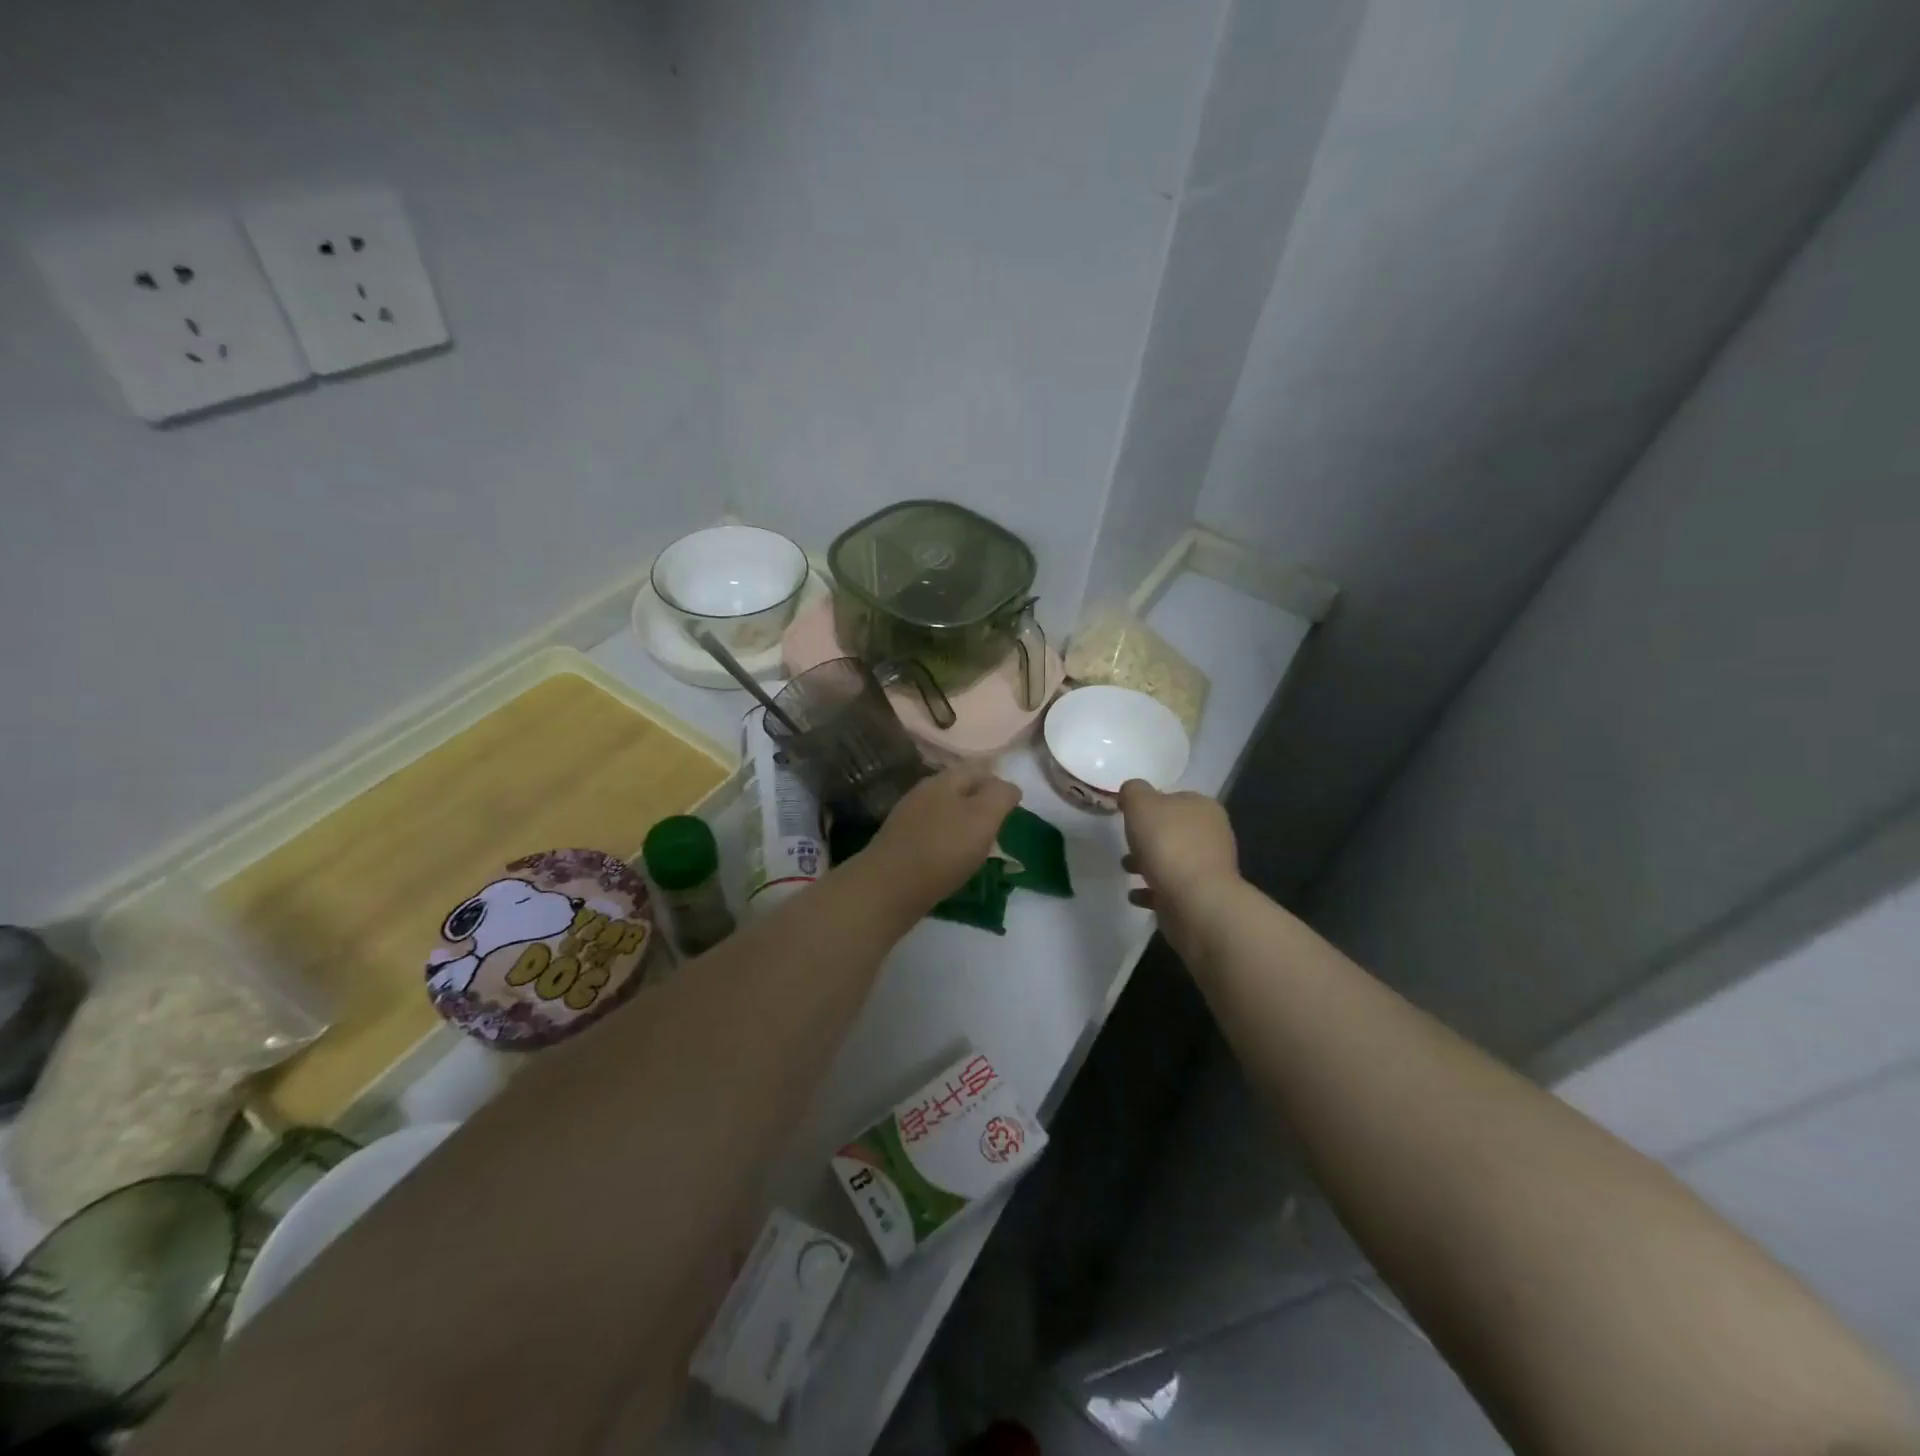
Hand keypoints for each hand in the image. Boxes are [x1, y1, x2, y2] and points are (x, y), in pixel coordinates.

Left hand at [870, 762, 1021, 912]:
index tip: (1014, 804)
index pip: (978, 768)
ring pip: (945, 810)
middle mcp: (924, 792)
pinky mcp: (900, 843)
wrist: (888, 888)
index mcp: (944, 780)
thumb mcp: (983, 817)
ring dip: (964, 821)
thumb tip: (1009, 787)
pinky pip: (932, 833)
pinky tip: (953, 858)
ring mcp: (908, 818)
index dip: (999, 782)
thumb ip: (1000, 796)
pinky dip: (948, 840)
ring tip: (980, 843)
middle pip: (959, 788)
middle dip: (981, 800)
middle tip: (1000, 823)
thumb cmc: (943, 849)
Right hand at [1118, 779, 1240, 963]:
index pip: (1174, 798)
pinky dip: (1152, 890)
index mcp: (1203, 807)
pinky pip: (1171, 889)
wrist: (1195, 901)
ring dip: (1148, 863)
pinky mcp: (1202, 897)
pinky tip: (1135, 895)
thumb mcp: (1141, 803)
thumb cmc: (1168, 844)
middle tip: (1127, 843)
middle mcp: (1212, 834)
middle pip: (1173, 830)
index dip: (1150, 804)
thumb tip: (1133, 792)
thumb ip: (1133, 791)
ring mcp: (1209, 868)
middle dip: (1148, 837)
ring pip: (1172, 859)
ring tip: (1126, 869)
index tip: (1129, 815)